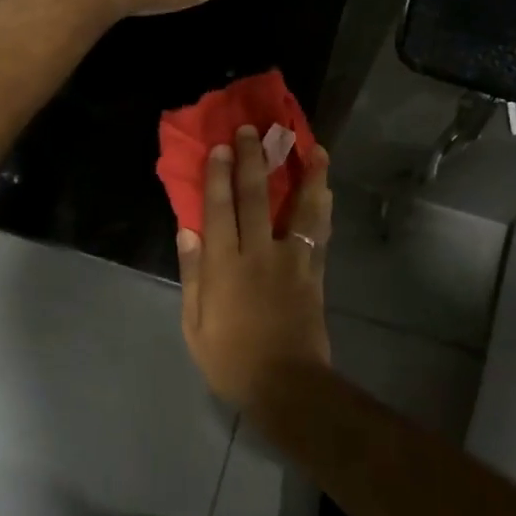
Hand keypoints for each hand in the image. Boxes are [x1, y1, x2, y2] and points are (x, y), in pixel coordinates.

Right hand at [176, 126, 333, 408]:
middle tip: (256, 131)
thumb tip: (187, 231)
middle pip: (256, 197)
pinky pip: (320, 233)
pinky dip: (323, 207)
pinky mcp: (313, 272)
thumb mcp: (195, 324)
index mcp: (225, 265)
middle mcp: (258, 253)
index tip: (221, 146)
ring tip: (314, 148)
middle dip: (255, 160)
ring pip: (300, 208)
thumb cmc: (231, 359)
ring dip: (307, 175)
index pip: (219, 209)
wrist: (286, 385)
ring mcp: (291, 260)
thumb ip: (193, 274)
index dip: (219, 175)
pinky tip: (327, 189)